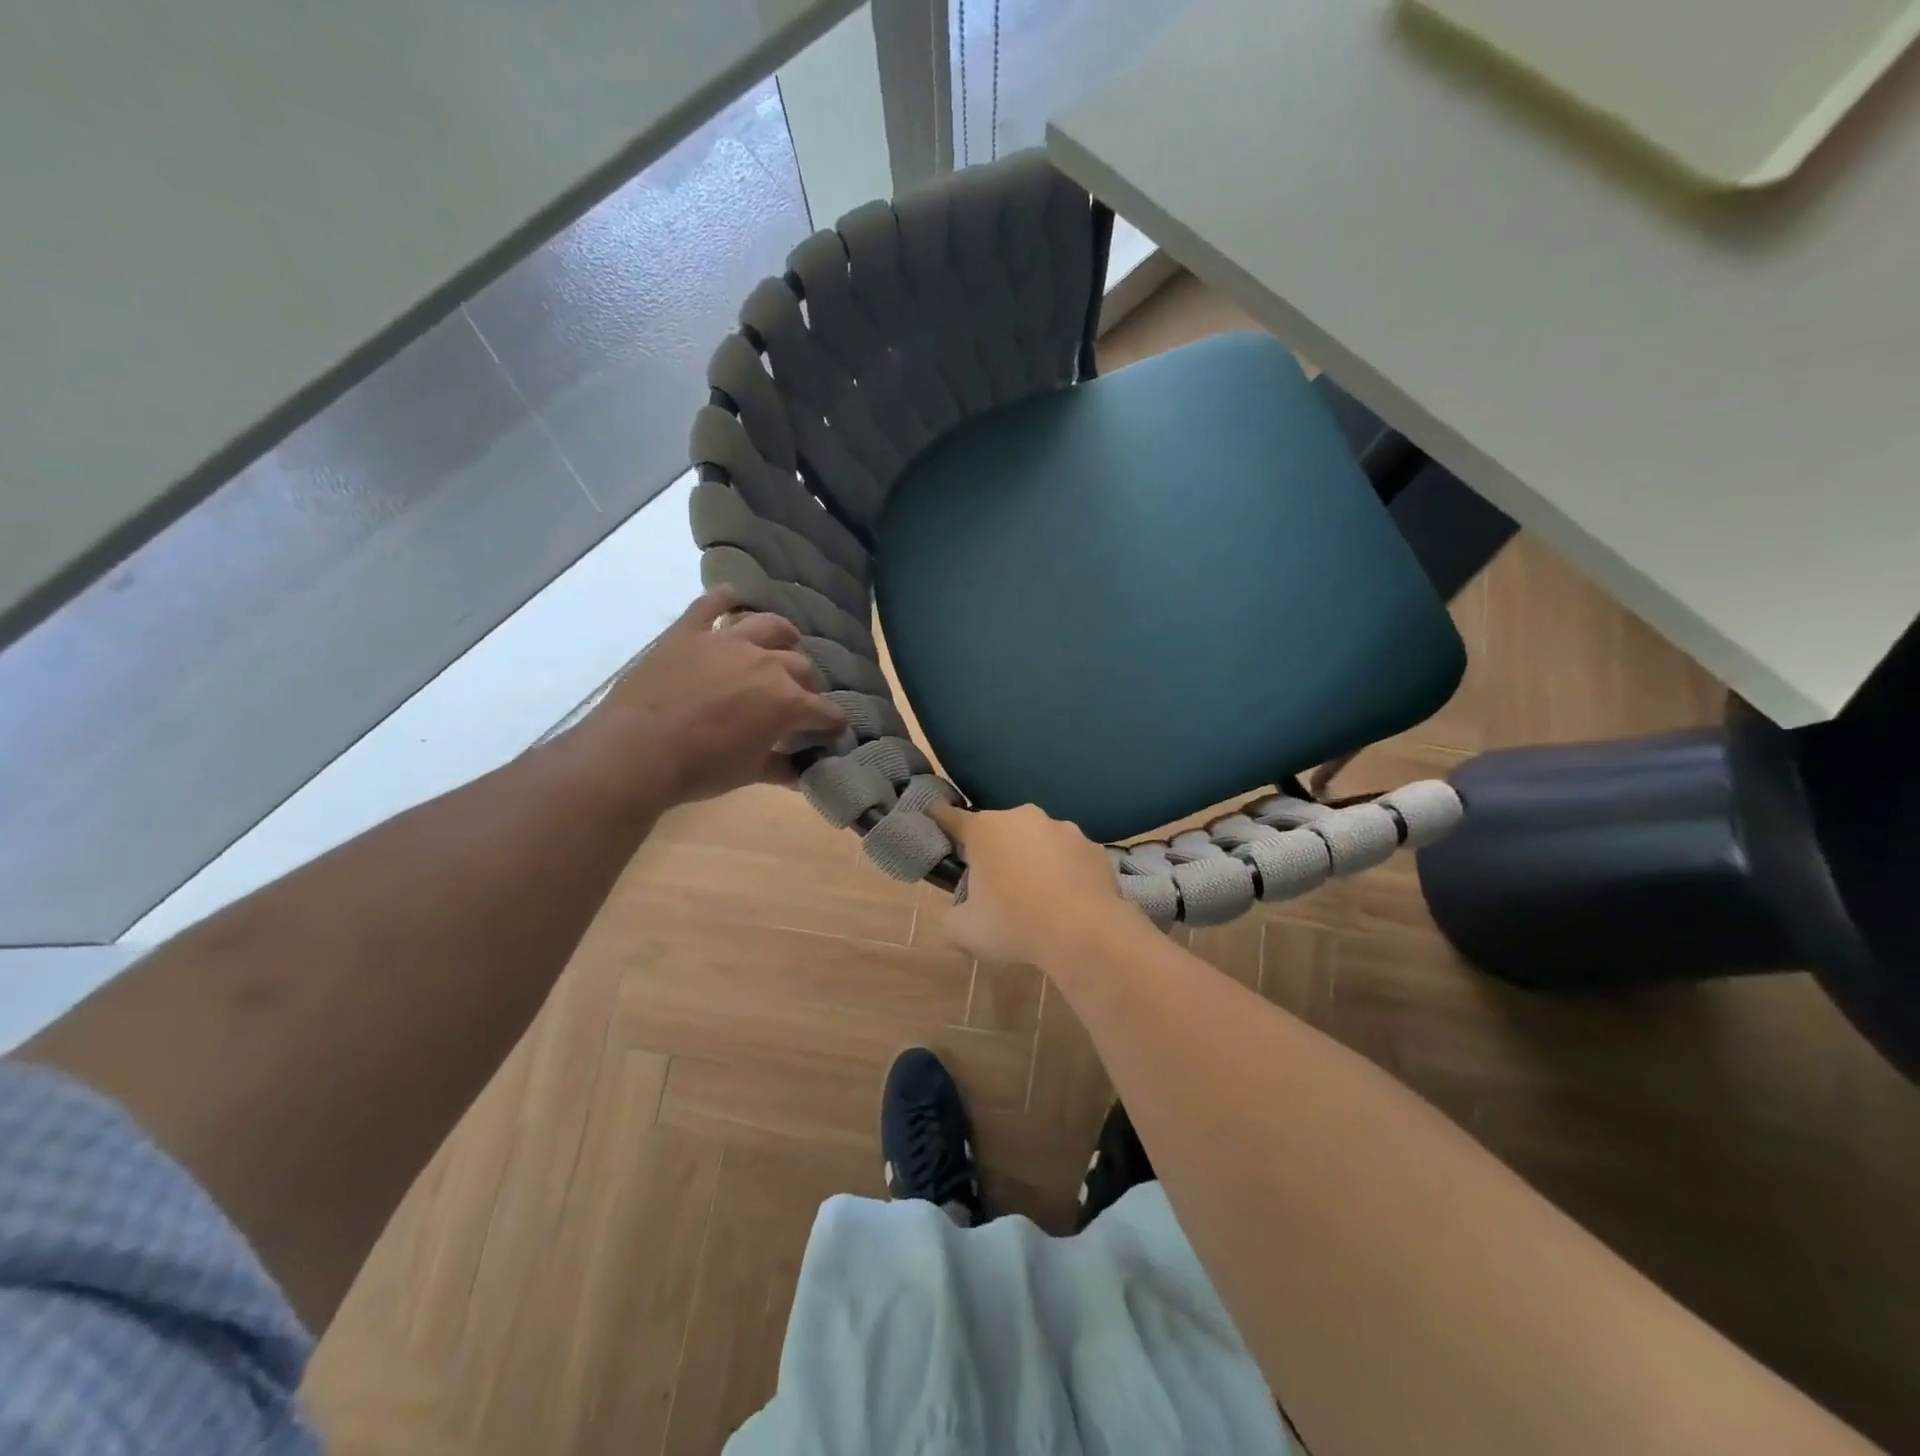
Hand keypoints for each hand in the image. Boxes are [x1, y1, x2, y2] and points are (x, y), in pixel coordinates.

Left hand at [579, 588, 846, 807]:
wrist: (636, 752)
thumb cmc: (699, 769)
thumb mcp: (749, 774)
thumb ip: (782, 767)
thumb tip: (804, 770)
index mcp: (787, 701)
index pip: (825, 711)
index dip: (832, 724)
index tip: (831, 733)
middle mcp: (766, 663)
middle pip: (802, 667)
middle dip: (806, 685)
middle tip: (797, 700)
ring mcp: (727, 642)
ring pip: (769, 626)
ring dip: (783, 635)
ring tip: (784, 642)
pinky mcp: (690, 632)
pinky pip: (712, 603)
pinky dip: (725, 598)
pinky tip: (733, 596)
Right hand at [928, 803, 1132, 967]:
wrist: (1085, 934)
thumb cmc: (1014, 925)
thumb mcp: (963, 931)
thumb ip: (952, 916)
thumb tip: (960, 913)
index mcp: (984, 829)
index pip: (951, 817)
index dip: (939, 820)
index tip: (933, 819)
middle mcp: (1023, 817)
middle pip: (998, 829)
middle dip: (994, 850)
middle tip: (994, 886)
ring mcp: (1063, 828)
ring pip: (1037, 840)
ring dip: (1032, 858)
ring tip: (1038, 896)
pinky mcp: (1093, 847)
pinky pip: (1069, 857)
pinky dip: (1065, 871)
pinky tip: (1068, 900)